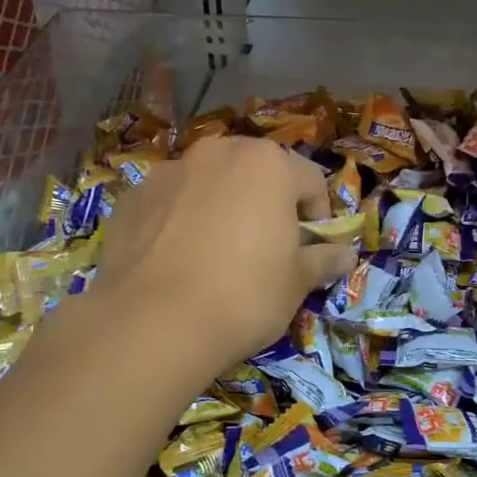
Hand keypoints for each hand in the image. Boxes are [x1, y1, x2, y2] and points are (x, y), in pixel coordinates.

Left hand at [95, 136, 356, 371]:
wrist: (153, 323)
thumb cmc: (244, 295)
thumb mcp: (296, 283)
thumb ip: (323, 260)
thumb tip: (346, 255)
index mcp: (267, 164)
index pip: (310, 180)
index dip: (318, 215)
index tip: (312, 248)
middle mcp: (217, 153)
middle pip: (256, 172)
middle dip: (266, 202)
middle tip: (266, 247)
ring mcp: (168, 173)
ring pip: (208, 184)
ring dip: (220, 207)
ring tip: (216, 254)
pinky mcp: (131, 199)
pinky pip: (169, 205)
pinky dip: (179, 222)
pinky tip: (177, 262)